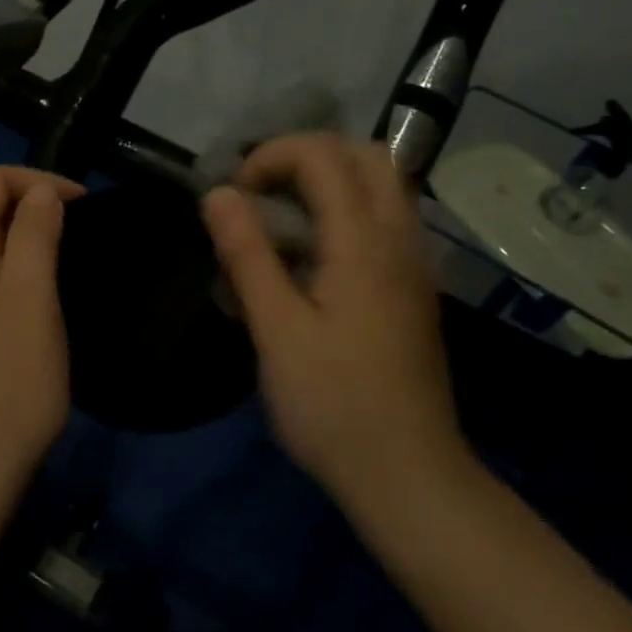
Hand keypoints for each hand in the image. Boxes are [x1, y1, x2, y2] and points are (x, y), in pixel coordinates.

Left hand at [0, 166, 85, 521]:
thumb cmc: (6, 387)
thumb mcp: (31, 302)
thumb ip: (33, 237)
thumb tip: (41, 192)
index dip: (36, 180)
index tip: (81, 204)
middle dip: (26, 199)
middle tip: (74, 224)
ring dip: (17, 231)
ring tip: (60, 252)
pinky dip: (5, 263)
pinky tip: (31, 295)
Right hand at [201, 133, 469, 508]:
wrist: (410, 477)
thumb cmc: (334, 405)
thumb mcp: (276, 331)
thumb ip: (248, 255)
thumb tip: (218, 193)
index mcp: (363, 242)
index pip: (323, 154)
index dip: (272, 156)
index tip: (236, 197)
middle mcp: (399, 239)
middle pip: (366, 155)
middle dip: (307, 156)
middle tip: (264, 193)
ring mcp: (413, 264)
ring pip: (382, 186)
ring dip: (330, 182)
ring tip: (283, 221)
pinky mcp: (414, 289)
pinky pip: (385, 220)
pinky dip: (346, 212)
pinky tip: (312, 260)